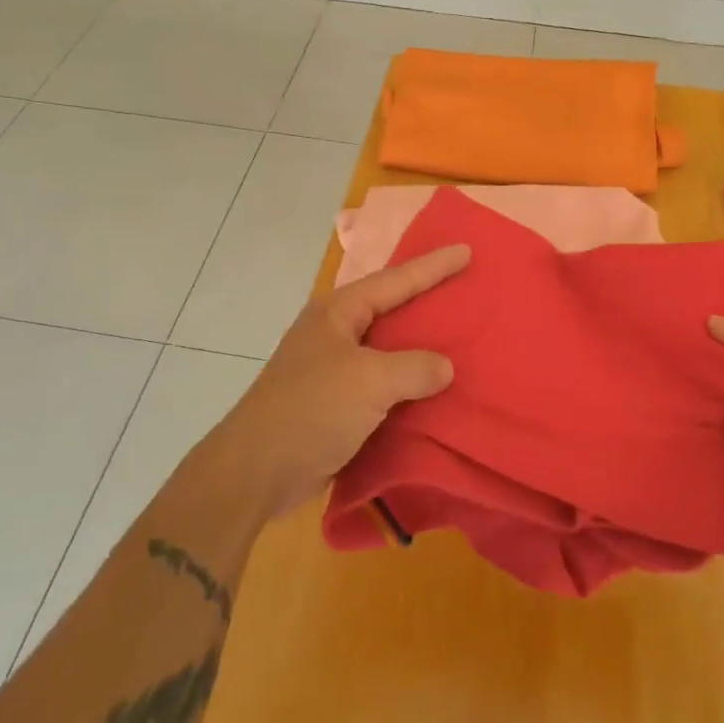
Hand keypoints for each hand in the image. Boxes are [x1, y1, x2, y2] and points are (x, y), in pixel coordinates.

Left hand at [211, 244, 471, 518]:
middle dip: (426, 299)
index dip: (432, 266)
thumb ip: (414, 368)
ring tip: (458, 337)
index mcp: (337, 313)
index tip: (466, 251)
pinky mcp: (335, 403)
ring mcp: (332, 368)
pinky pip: (382, 383)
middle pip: (389, 308)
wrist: (257, 471)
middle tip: (465, 289)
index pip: (395, 280)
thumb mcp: (369, 381)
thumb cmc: (312, 410)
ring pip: (387, 348)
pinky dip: (408, 383)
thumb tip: (444, 367)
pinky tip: (434, 389)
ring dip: (419, 346)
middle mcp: (334, 333)